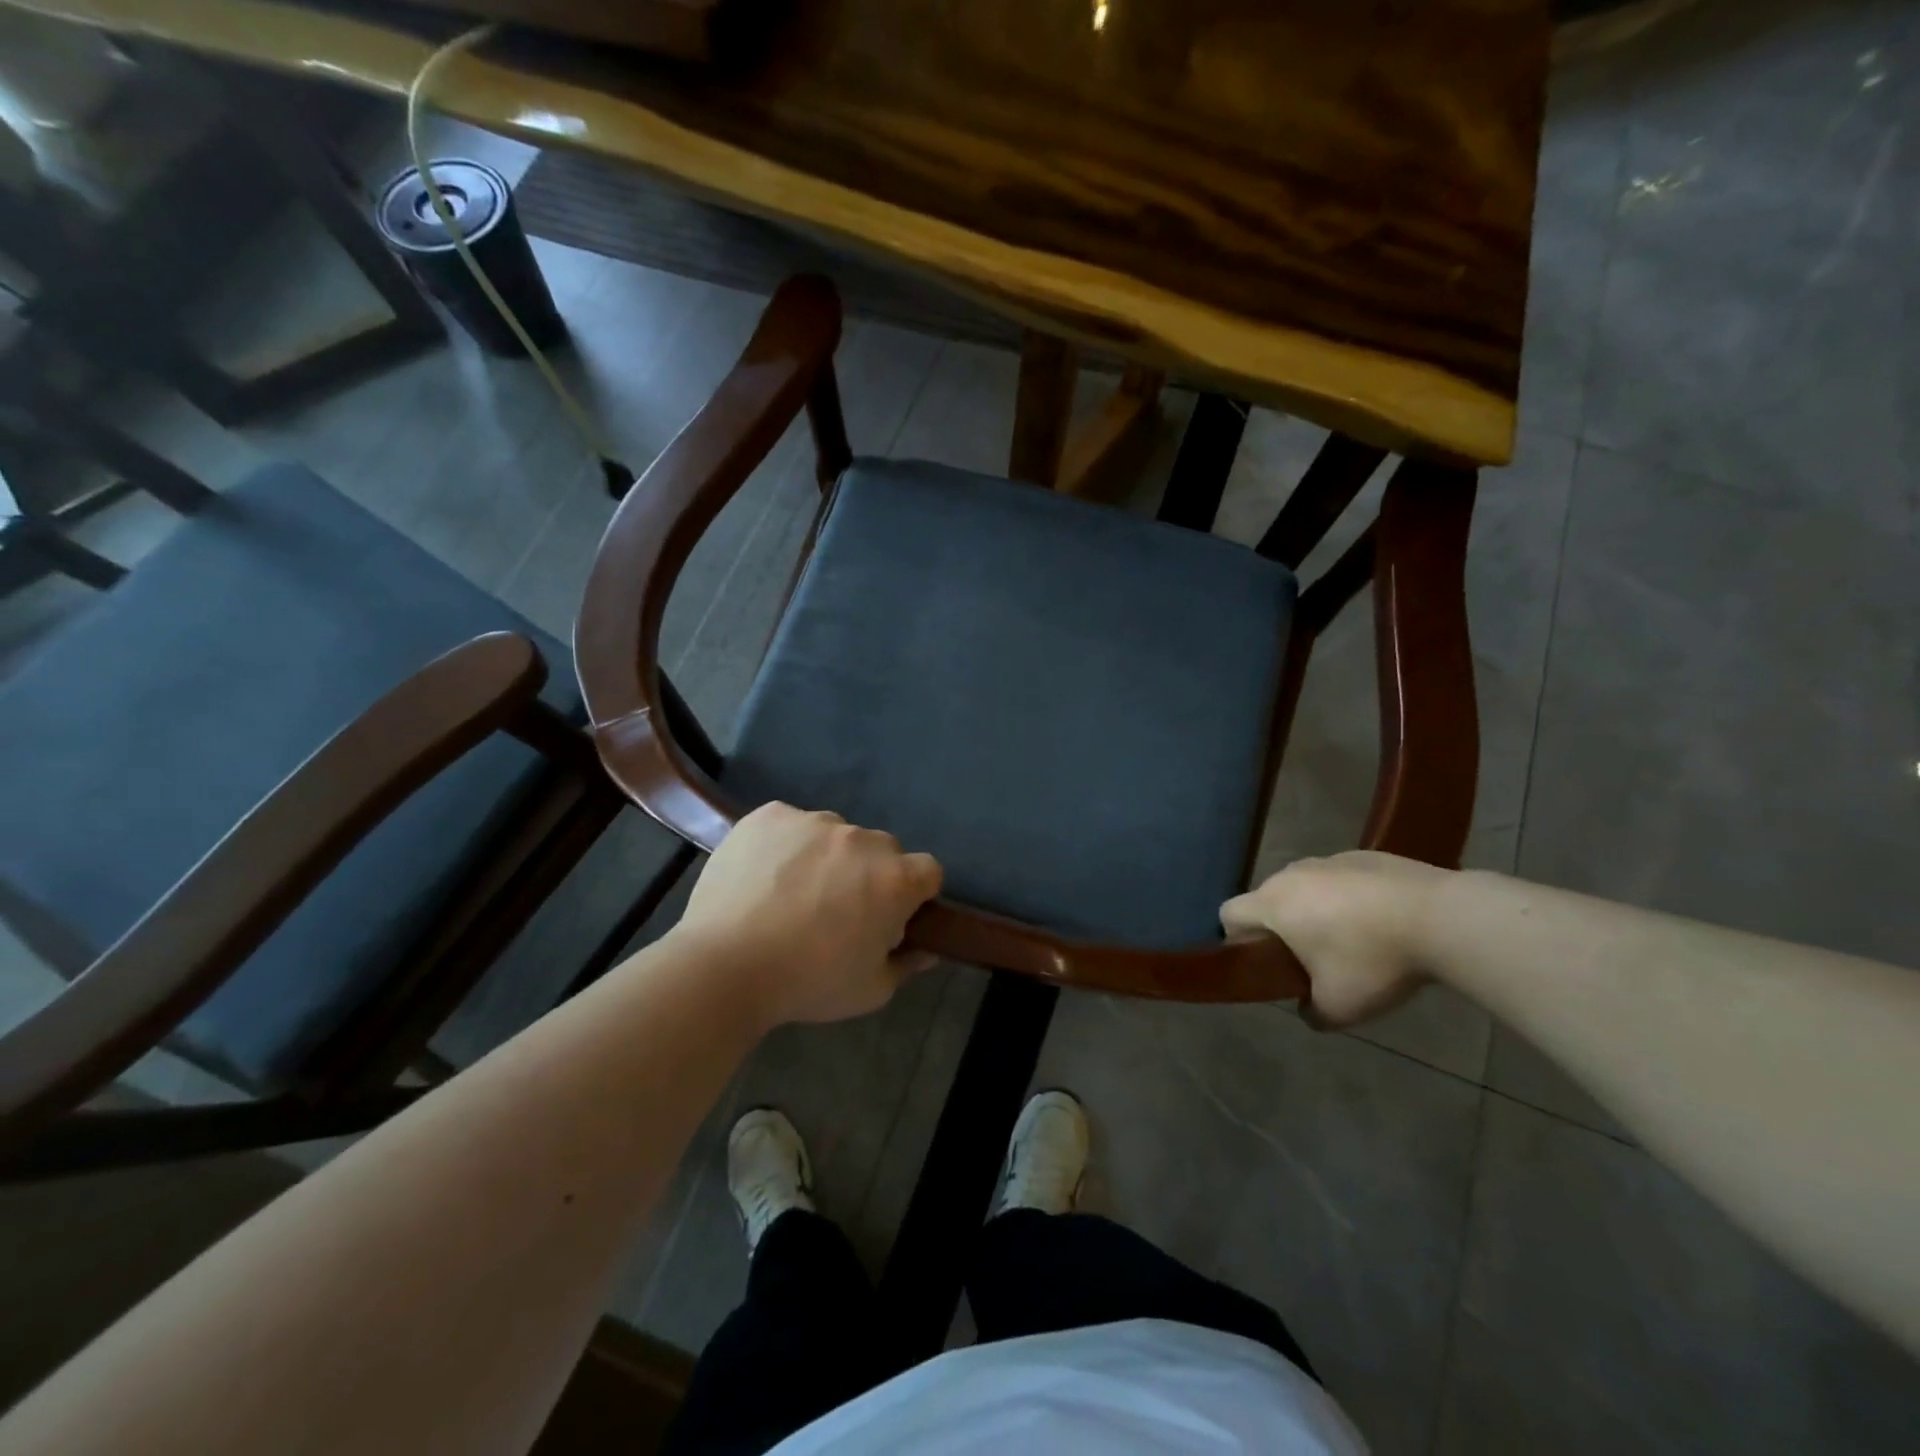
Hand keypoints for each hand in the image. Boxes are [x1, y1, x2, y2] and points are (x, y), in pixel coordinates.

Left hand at [676, 802, 943, 1027]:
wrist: (724, 966)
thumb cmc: (808, 983)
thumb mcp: (870, 991)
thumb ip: (905, 964)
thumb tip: (925, 949)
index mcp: (895, 878)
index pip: (928, 871)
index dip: (914, 895)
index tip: (890, 917)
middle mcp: (862, 839)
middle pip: (881, 850)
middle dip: (870, 875)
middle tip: (838, 910)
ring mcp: (814, 821)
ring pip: (835, 834)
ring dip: (827, 857)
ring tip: (792, 893)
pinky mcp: (771, 814)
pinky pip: (791, 824)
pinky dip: (786, 845)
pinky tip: (764, 876)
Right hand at [1221, 851, 1447, 1027]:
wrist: (1442, 917)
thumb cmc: (1373, 960)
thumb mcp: (1338, 1008)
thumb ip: (1310, 1012)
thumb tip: (1306, 1007)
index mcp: (1273, 904)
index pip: (1229, 914)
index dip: (1237, 940)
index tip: (1266, 963)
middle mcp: (1292, 874)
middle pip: (1268, 900)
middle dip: (1281, 928)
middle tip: (1312, 961)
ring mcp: (1329, 860)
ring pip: (1305, 888)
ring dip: (1315, 911)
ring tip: (1354, 941)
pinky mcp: (1365, 855)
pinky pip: (1341, 880)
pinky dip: (1349, 899)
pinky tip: (1383, 923)